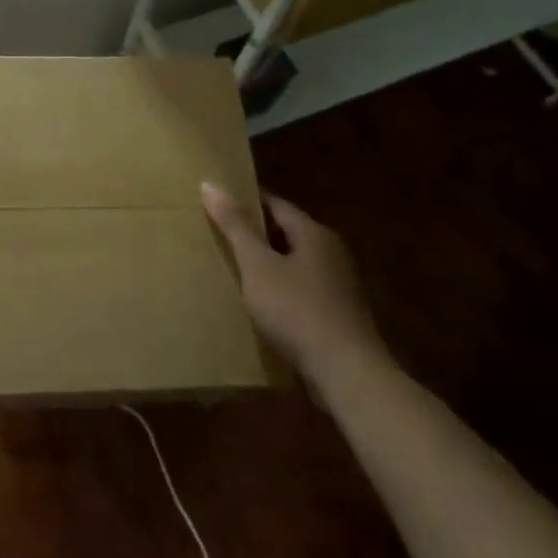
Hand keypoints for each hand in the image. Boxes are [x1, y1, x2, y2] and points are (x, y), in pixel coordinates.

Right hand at [201, 182, 387, 397]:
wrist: (346, 372)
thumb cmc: (297, 310)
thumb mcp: (258, 265)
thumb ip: (235, 225)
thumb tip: (210, 184)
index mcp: (314, 233)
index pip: (274, 204)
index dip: (244, 201)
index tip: (215, 203)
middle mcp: (330, 251)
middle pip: (285, 232)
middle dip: (253, 233)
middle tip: (216, 235)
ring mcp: (337, 284)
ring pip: (292, 262)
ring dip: (265, 263)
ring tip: (230, 268)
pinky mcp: (336, 312)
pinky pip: (299, 288)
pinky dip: (278, 288)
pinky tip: (257, 302)